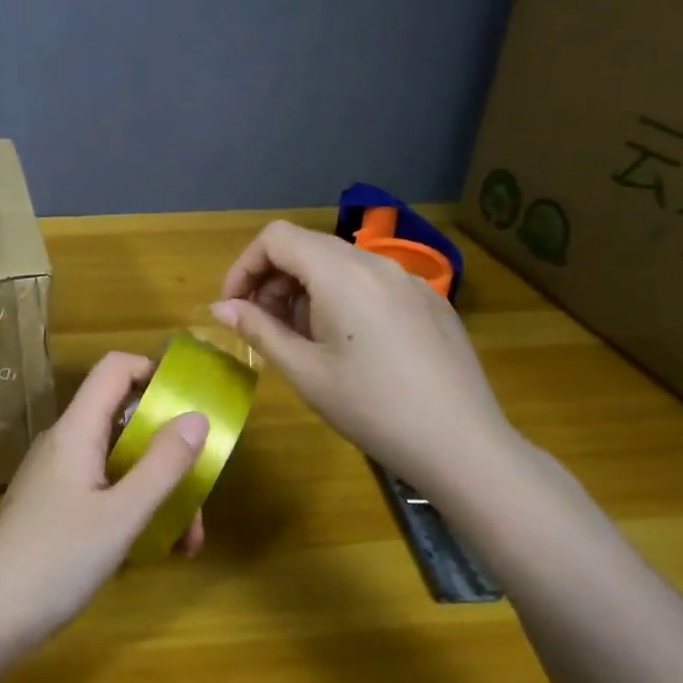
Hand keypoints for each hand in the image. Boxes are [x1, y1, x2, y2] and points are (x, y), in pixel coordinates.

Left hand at [0, 352, 208, 649]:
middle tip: (199, 491)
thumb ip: (163, 465)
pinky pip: (104, 488)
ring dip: (157, 488)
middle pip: (124, 419)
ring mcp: (58, 475)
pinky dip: (134, 507)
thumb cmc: (57, 559)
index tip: (190, 402)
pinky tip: (156, 548)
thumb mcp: (122, 515)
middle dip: (168, 449)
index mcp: (76, 430)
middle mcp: (65, 443)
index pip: (114, 369)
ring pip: (119, 461)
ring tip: (187, 540)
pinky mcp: (55, 505)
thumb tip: (198, 416)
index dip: (153, 371)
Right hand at [211, 220, 517, 487]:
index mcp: (341, 274)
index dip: (245, 266)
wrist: (462, 444)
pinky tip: (349, 345)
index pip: (276, 238)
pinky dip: (342, 297)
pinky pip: (372, 282)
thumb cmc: (371, 408)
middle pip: (307, 246)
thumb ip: (258, 329)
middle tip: (264, 326)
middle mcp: (376, 263)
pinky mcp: (430, 301)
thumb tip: (220, 308)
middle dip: (273, 279)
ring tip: (303, 339)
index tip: (235, 307)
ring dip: (306, 289)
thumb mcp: (304, 371)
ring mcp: (410, 280)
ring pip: (340, 263)